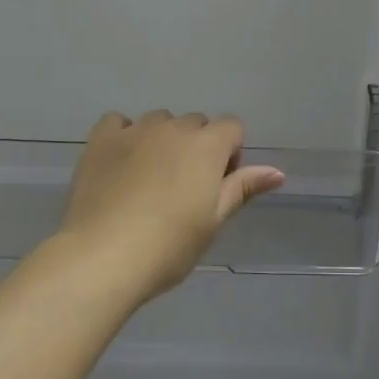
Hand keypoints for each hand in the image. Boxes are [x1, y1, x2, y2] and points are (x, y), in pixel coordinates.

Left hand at [57, 111, 284, 306]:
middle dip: (197, 146)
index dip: (230, 153)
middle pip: (196, 123)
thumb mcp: (213, 221)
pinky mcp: (101, 139)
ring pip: (159, 121)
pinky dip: (125, 135)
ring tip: (150, 178)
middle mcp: (173, 128)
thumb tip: (277, 172)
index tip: (217, 185)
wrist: (103, 256)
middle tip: (184, 188)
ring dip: (163, 139)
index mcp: (207, 146)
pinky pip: (119, 122)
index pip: (232, 127)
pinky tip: (121, 162)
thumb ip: (242, 188)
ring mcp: (134, 130)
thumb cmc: (169, 246)